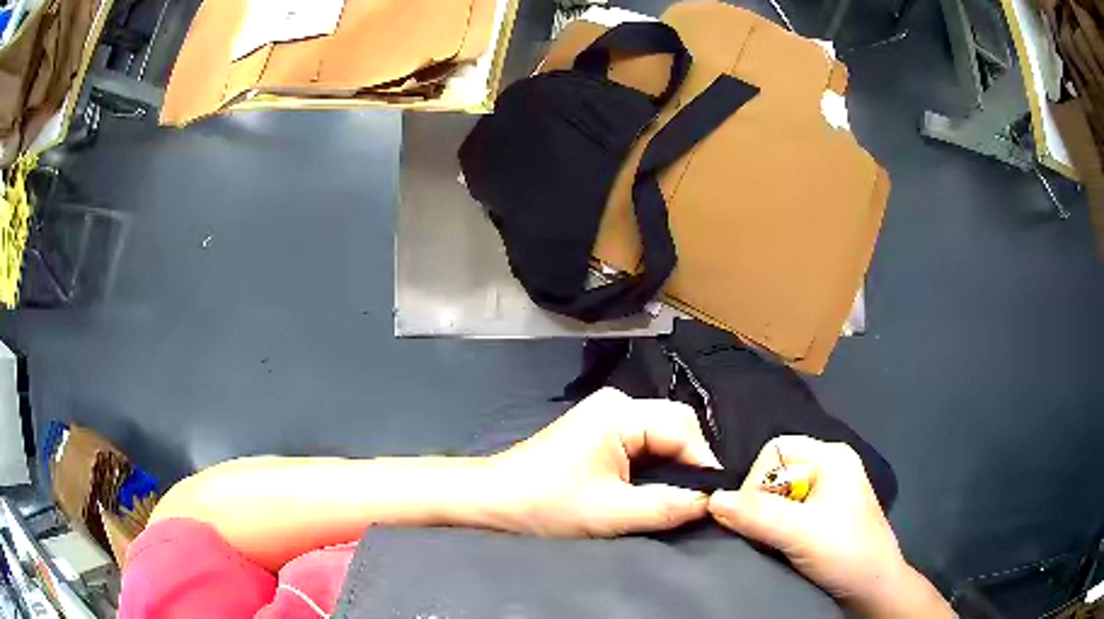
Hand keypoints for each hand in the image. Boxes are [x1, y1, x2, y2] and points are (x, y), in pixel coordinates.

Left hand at [487, 387, 720, 537]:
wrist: (491, 499)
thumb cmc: (545, 504)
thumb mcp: (611, 513)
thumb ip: (668, 507)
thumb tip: (712, 502)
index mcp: (620, 412)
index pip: (684, 430)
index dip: (704, 465)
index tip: (717, 499)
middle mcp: (617, 403)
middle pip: (676, 425)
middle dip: (691, 462)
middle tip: (699, 500)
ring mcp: (606, 414)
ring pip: (662, 434)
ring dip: (674, 464)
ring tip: (682, 497)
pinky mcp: (599, 430)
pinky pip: (644, 441)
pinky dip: (656, 463)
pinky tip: (657, 487)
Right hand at [708, 436, 952, 618]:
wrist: (873, 588)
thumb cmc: (845, 553)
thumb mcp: (800, 533)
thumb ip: (756, 515)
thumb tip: (712, 500)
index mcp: (832, 457)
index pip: (775, 451)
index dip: (756, 482)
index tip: (751, 517)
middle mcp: (831, 466)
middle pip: (776, 471)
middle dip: (761, 502)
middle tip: (763, 533)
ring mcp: (829, 490)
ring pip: (780, 493)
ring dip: (768, 518)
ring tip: (772, 542)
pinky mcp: (825, 513)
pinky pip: (788, 509)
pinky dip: (777, 526)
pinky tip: (780, 544)